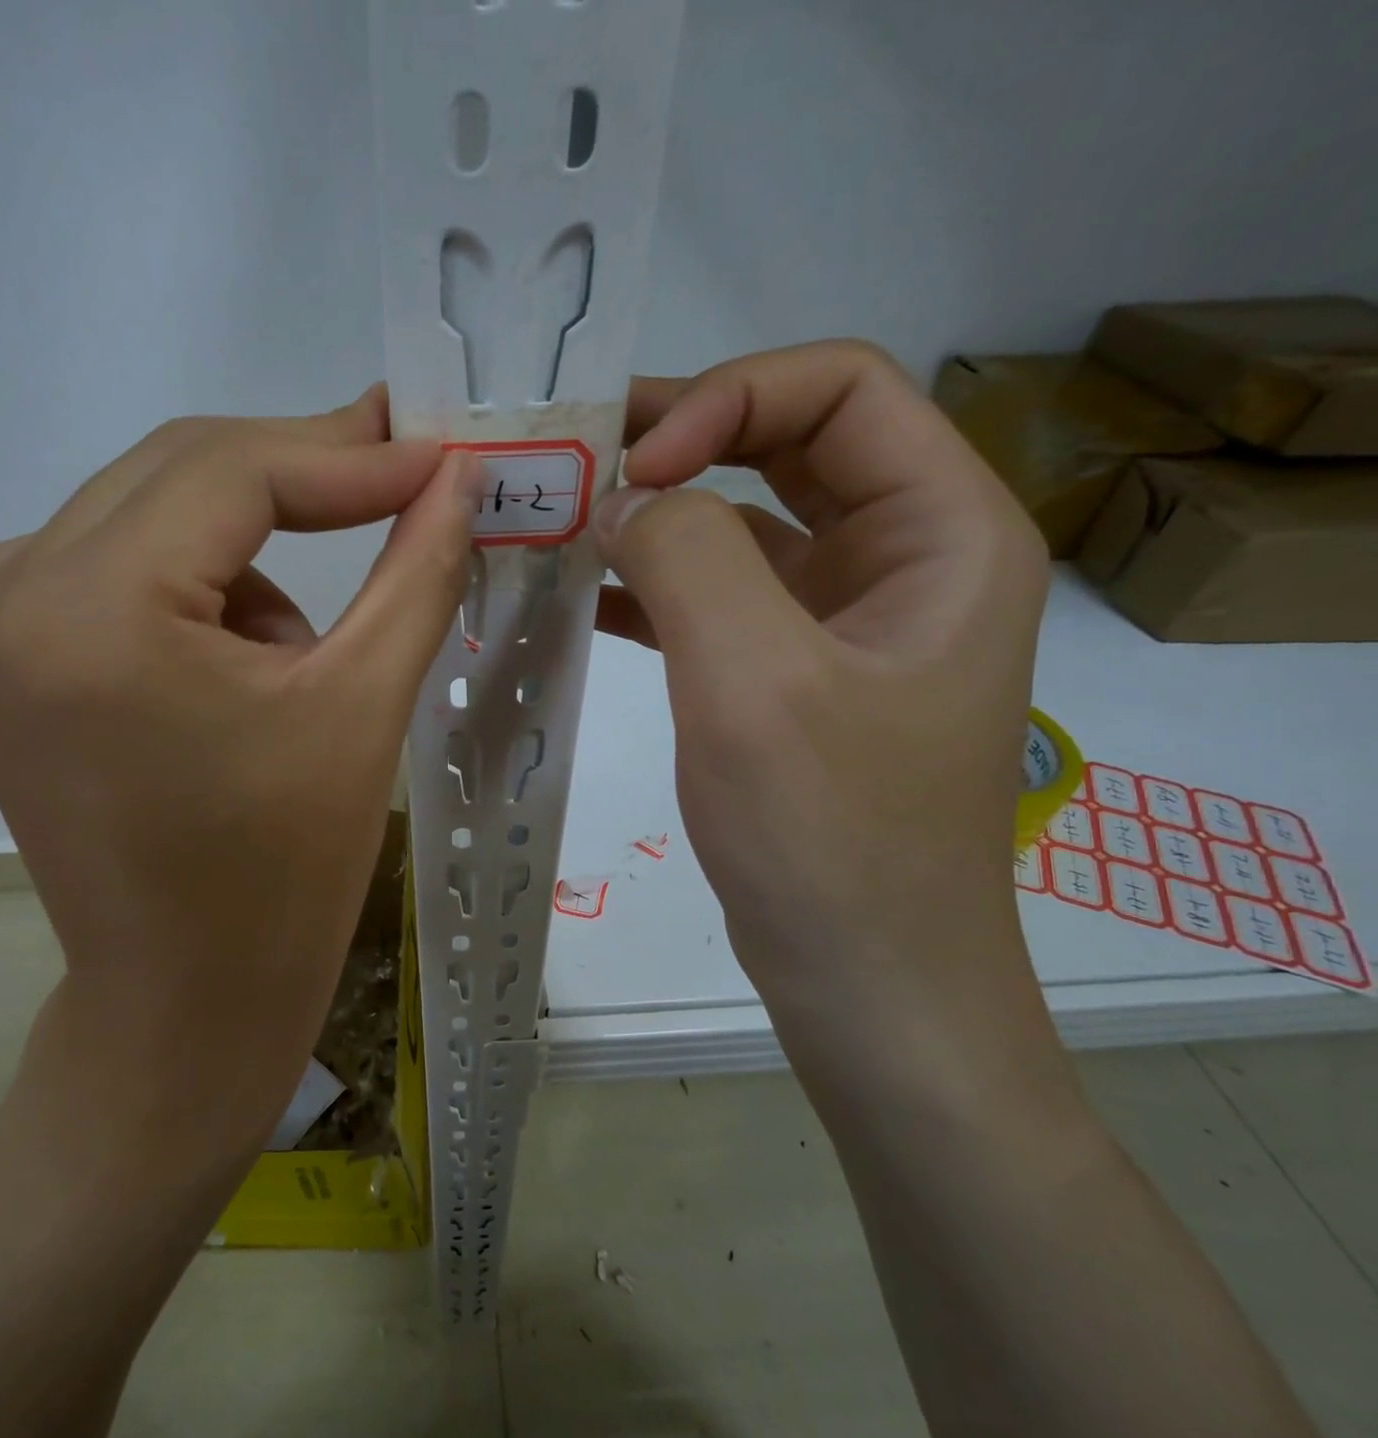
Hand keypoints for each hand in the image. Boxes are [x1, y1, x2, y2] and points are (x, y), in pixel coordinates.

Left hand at [0, 388, 479, 1210]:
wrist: (185, 997)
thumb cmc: (282, 873)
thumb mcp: (361, 706)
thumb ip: (416, 570)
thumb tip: (457, 477)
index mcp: (90, 609)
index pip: (230, 470)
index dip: (347, 454)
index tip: (436, 453)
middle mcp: (7, 593)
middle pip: (180, 474)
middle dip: (304, 475)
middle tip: (405, 476)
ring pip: (151, 516)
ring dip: (249, 551)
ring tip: (300, 655)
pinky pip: (115, 566)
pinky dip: (194, 587)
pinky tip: (233, 670)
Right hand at [593, 343, 1055, 1090]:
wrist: (865, 982)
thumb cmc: (831, 838)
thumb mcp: (756, 683)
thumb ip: (688, 557)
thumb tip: (620, 498)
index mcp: (942, 531)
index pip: (839, 388)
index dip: (727, 399)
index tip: (633, 469)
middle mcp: (902, 556)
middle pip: (788, 442)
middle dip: (680, 440)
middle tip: (574, 464)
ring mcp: (842, 618)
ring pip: (743, 521)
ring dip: (655, 513)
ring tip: (562, 520)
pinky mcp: (788, 672)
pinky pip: (716, 596)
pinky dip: (651, 584)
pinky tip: (583, 594)